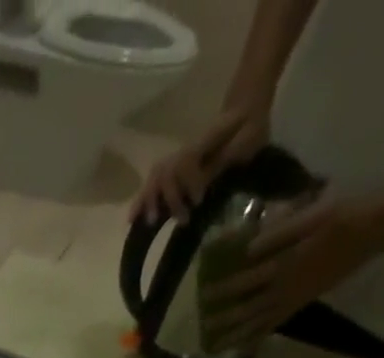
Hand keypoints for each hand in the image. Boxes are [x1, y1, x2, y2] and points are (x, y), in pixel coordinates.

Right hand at [132, 106, 269, 222]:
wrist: (245, 108)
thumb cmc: (251, 126)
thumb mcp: (248, 139)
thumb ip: (226, 158)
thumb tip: (205, 182)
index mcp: (204, 140)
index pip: (187, 161)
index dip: (189, 183)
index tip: (198, 201)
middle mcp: (184, 148)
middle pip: (166, 172)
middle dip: (171, 198)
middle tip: (182, 219)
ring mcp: (176, 158)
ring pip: (155, 178)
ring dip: (150, 201)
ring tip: (150, 222)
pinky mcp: (173, 169)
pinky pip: (152, 184)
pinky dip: (141, 202)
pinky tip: (132, 219)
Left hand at [198, 196, 383, 352]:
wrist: (372, 230)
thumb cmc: (339, 215)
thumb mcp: (308, 215)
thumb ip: (277, 231)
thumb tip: (247, 247)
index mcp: (284, 264)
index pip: (246, 281)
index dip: (224, 289)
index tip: (205, 294)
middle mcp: (286, 287)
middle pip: (249, 309)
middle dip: (226, 319)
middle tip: (204, 328)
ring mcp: (294, 298)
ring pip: (260, 321)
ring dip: (238, 333)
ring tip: (218, 345)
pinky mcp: (302, 302)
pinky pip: (276, 323)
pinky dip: (259, 335)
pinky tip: (246, 345)